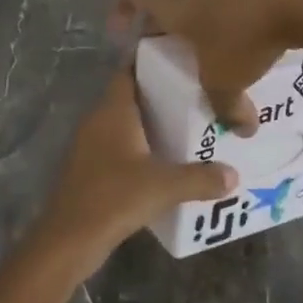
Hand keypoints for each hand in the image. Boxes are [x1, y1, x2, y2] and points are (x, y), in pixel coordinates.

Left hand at [35, 69, 237, 269]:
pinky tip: (165, 161)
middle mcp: (99, 120)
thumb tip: (234, 175)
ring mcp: (91, 145)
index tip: (182, 61)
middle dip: (161, 95)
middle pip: (131, 96)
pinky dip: (141, 147)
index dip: (153, 62)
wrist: (68, 240)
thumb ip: (201, 178)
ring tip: (189, 127)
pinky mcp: (90, 169)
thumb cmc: (114, 198)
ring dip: (152, 124)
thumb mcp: (164, 187)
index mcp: (113, 111)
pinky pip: (120, 146)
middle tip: (198, 96)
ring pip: (126, 123)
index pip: (129, 70)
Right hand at [113, 0, 302, 134]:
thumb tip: (243, 130)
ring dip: (199, 23)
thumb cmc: (246, 39)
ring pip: (200, 0)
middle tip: (172, 56)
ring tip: (211, 53)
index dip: (122, 8)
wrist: (299, 2)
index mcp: (175, 3)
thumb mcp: (228, 81)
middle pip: (167, 0)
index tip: (124, 33)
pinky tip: (245, 41)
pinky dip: (227, 17)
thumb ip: (227, 109)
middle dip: (166, 28)